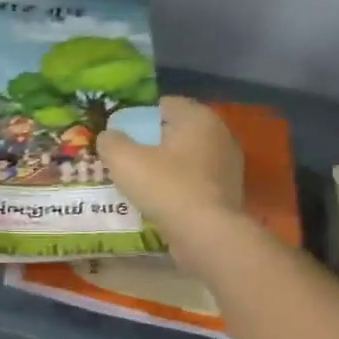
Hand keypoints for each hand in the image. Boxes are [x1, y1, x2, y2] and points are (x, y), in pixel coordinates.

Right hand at [98, 96, 245, 231]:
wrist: (206, 234)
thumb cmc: (166, 187)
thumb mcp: (124, 160)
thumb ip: (111, 142)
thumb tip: (109, 136)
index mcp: (197, 118)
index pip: (164, 104)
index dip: (139, 116)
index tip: (121, 134)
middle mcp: (219, 134)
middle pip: (177, 131)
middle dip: (152, 141)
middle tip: (127, 157)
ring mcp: (228, 164)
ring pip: (187, 156)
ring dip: (166, 164)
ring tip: (140, 180)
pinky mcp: (229, 192)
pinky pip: (196, 180)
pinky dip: (179, 185)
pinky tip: (161, 199)